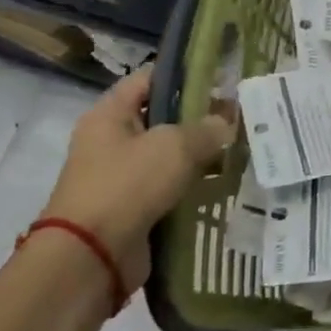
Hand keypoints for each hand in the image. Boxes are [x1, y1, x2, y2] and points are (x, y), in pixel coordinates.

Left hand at [38, 68, 233, 288]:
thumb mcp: (175, 146)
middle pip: (161, 119)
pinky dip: (192, 188)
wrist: (92, 255)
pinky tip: (223, 185)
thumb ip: (207, 128)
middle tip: (239, 119)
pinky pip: (168, 189)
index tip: (220, 79)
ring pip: (168, 157)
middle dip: (199, 119)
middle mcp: (110, 142)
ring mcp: (120, 177)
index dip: (184, 75)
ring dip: (199, 157)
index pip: (148, 79)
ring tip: (239, 152)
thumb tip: (225, 122)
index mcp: (109, 115)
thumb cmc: (128, 185)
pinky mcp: (132, 208)